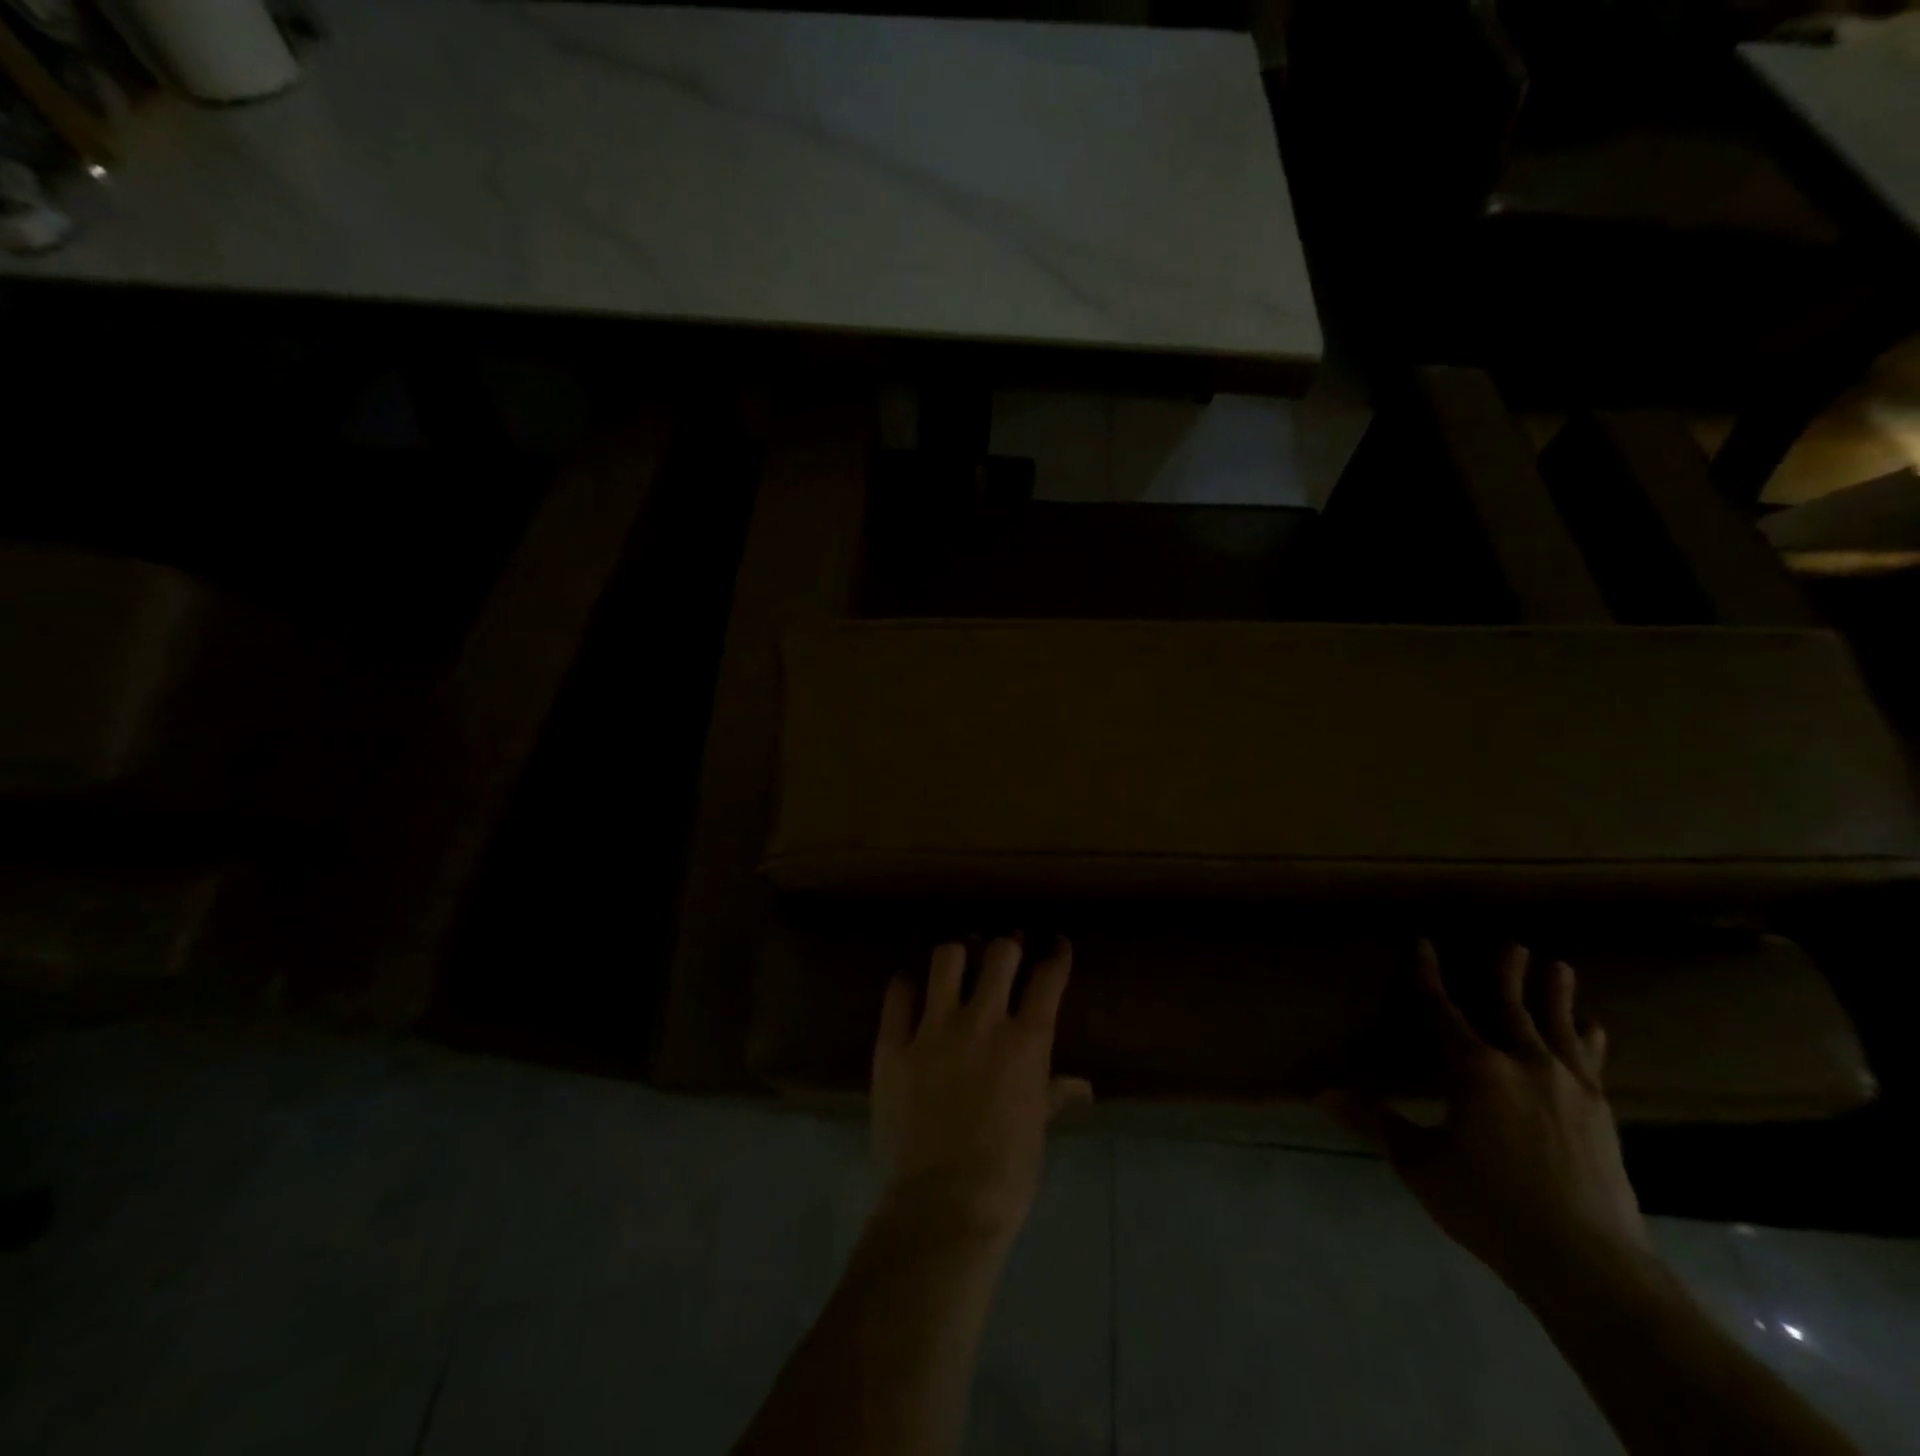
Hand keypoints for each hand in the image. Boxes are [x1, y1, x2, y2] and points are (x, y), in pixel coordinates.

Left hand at [872, 936, 1093, 1243]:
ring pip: (947, 958)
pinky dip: (909, 980)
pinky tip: (914, 981)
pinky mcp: (894, 1044)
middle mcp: (983, 1022)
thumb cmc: (1005, 1175)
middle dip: (1008, 944)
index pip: (1048, 978)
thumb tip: (1082, 1086)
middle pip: (1000, 953)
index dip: (1055, 953)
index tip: (1055, 943)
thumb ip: (1054, 1095)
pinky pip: (899, 992)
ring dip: (959, 950)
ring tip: (960, 953)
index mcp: (1027, 1042)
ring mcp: (935, 1029)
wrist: (943, 1206)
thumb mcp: (1037, 1130)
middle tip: (1007, 947)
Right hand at [1326, 942, 1652, 1296]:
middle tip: (1512, 942)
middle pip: (1510, 1007)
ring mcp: (1569, 1087)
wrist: (1588, 1264)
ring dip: (1555, 994)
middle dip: (1506, 973)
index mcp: (1475, 1070)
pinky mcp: (1600, 1112)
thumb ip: (1374, 1120)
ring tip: (1558, 966)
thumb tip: (1320, 1092)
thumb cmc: (1489, 1207)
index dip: (1429, 976)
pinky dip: (1588, 1038)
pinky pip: (1591, 1061)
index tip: (1424, 943)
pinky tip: (1594, 1027)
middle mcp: (1523, 1064)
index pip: (1443, 1010)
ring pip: (1557, 1027)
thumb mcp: (1419, 1162)